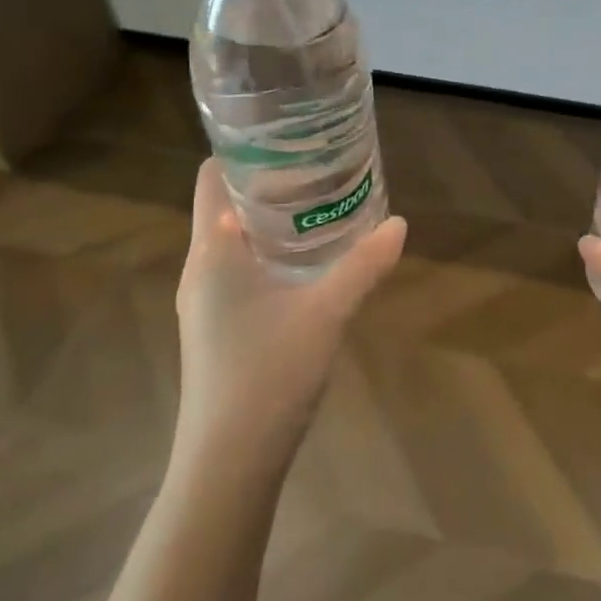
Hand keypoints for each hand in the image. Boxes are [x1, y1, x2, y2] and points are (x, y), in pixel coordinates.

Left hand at [175, 159, 406, 464]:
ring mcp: (204, 302)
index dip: (241, 151)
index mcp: (212, 252)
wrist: (228, 464)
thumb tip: (400, 223)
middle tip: (317, 164)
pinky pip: (238, 270)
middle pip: (224, 205)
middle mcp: (200, 269)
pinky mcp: (216, 327)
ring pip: (233, 241)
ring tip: (318, 203)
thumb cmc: (267, 374)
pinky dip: (268, 253)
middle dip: (267, 183)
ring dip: (269, 220)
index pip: (210, 178)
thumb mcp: (327, 312)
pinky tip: (308, 262)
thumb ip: (364, 265)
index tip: (285, 136)